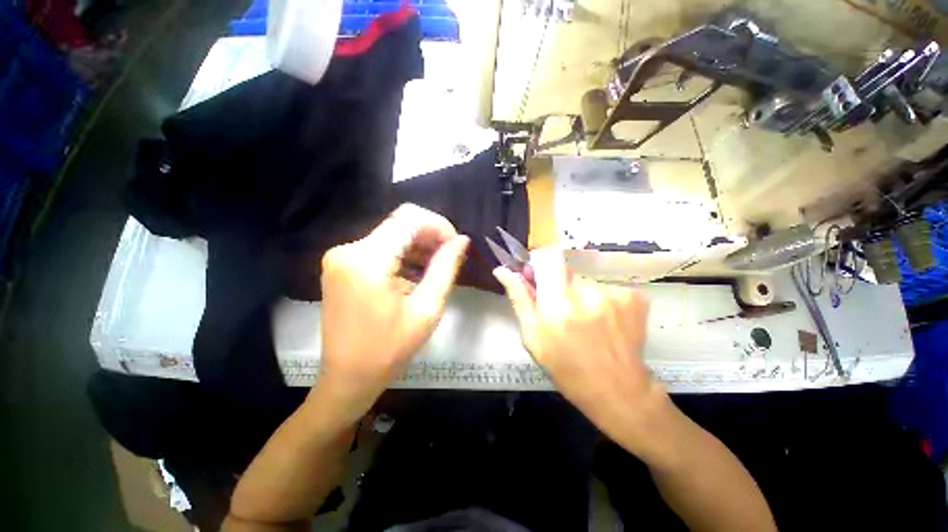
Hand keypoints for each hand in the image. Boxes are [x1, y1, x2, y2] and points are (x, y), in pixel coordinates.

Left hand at [316, 204, 468, 424]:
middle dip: (430, 235)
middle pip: (399, 224)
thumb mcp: (427, 308)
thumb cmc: (390, 349)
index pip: (409, 218)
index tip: (456, 245)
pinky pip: (380, 247)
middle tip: (450, 257)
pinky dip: (402, 254)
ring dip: (418, 245)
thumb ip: (446, 268)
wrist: (348, 376)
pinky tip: (416, 272)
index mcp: (368, 260)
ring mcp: (341, 256)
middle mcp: (349, 249)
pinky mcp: (342, 265)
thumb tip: (462, 240)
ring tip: (436, 267)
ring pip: (391, 234)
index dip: (439, 225)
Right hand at [494, 249, 664, 449]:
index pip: (548, 258)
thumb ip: (519, 299)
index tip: (538, 280)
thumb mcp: (533, 338)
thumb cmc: (567, 368)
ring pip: (585, 281)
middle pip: (565, 271)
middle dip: (559, 285)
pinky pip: (606, 288)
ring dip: (580, 295)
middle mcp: (588, 293)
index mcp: (557, 306)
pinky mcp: (634, 297)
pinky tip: (604, 322)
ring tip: (586, 321)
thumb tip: (502, 271)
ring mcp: (615, 293)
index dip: (540, 266)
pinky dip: (601, 300)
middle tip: (563, 311)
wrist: (619, 392)